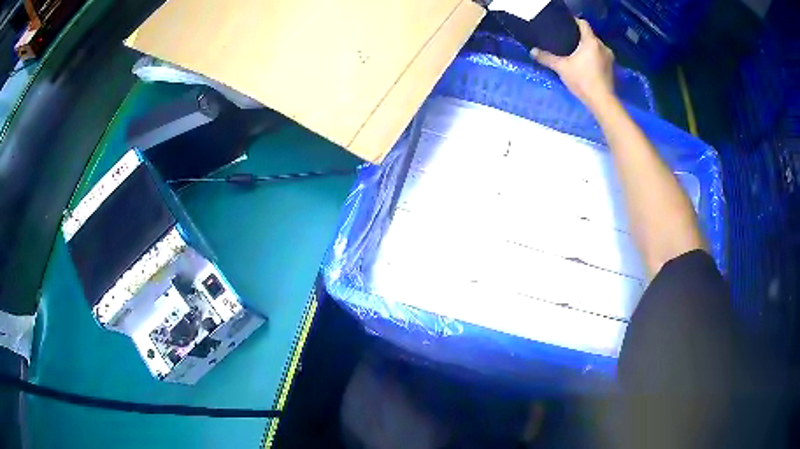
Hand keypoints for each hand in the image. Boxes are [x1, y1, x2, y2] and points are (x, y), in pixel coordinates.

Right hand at [531, 19, 614, 109]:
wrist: (602, 101)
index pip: (583, 23)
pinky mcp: (611, 68)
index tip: (565, 24)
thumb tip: (532, 51)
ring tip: (575, 51)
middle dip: (579, 36)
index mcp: (591, 41)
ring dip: (587, 47)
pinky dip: (593, 56)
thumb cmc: (582, 80)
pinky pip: (600, 56)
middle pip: (589, 35)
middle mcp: (603, 46)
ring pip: (595, 46)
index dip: (574, 21)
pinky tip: (585, 62)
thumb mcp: (561, 68)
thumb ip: (547, 58)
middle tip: (567, 40)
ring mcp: (609, 57)